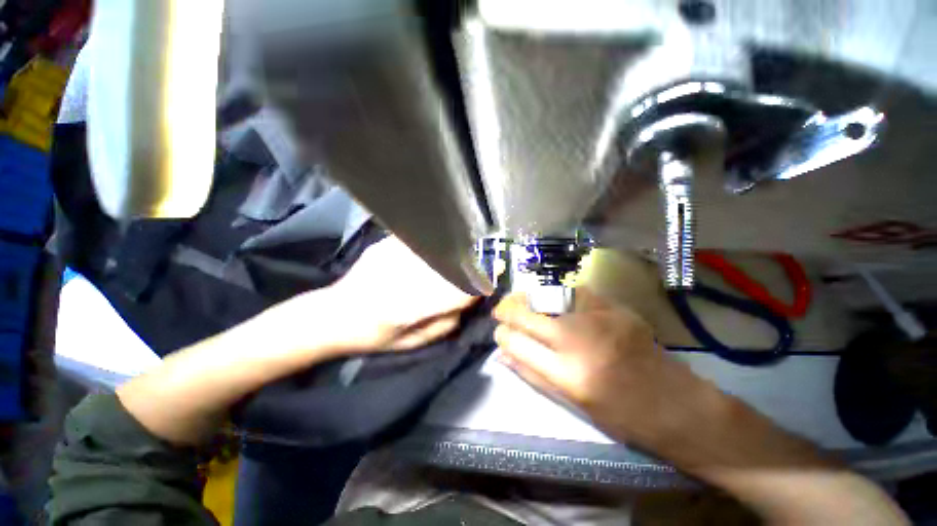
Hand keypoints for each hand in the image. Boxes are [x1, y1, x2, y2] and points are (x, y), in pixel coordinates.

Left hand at [273, 236, 479, 356]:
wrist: (332, 315)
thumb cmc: (373, 336)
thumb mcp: (411, 343)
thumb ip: (444, 324)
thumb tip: (467, 300)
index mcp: (409, 309)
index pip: (456, 292)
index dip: (480, 282)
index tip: (498, 272)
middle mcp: (402, 280)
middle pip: (449, 266)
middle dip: (474, 261)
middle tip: (488, 259)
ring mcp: (391, 258)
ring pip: (436, 249)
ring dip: (457, 249)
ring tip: (469, 250)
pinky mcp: (384, 246)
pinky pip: (417, 240)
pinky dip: (434, 241)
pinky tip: (440, 244)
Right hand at [493, 288, 713, 447]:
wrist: (676, 405)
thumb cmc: (621, 416)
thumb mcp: (571, 403)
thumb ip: (532, 374)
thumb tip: (502, 353)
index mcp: (567, 373)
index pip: (515, 342)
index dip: (501, 334)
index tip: (500, 332)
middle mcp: (578, 340)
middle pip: (526, 313)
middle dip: (506, 310)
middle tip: (502, 311)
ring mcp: (597, 318)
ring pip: (546, 295)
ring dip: (528, 298)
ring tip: (523, 302)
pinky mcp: (614, 307)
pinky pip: (574, 292)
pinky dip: (558, 295)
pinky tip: (555, 301)